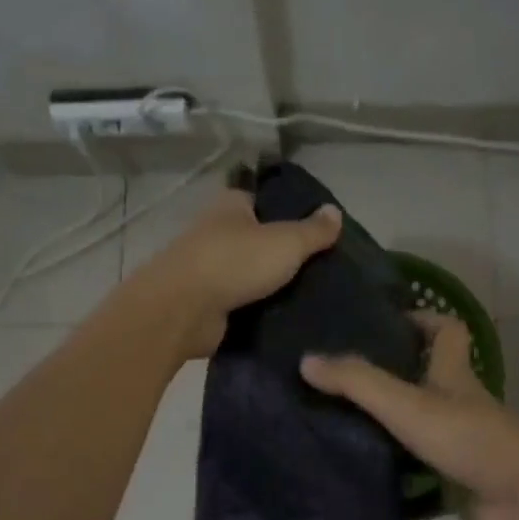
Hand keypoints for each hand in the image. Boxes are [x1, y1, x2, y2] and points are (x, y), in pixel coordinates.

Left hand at [134, 187, 342, 357]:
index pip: (264, 201)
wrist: (182, 311)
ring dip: (272, 285)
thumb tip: (335, 211)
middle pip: (259, 239)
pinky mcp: (206, 303)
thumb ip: (313, 230)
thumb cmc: (234, 263)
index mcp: (230, 206)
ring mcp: (208, 269)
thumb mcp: (286, 242)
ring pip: (250, 273)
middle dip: (284, 253)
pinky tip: (287, 318)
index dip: (290, 213)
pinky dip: (258, 309)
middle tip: (323, 269)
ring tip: (312, 296)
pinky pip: (241, 302)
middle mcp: (216, 232)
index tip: (319, 232)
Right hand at [301, 313, 518, 519]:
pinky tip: (362, 472)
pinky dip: (397, 470)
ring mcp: (461, 442)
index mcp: (453, 374)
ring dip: (390, 425)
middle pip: (429, 378)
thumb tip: (307, 360)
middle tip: (344, 379)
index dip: (421, 319)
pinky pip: (421, 469)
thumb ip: (358, 382)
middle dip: (392, 375)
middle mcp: (459, 403)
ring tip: (339, 423)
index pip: (446, 331)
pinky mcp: (459, 478)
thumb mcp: (406, 403)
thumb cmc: (467, 437)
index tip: (385, 323)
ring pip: (421, 425)